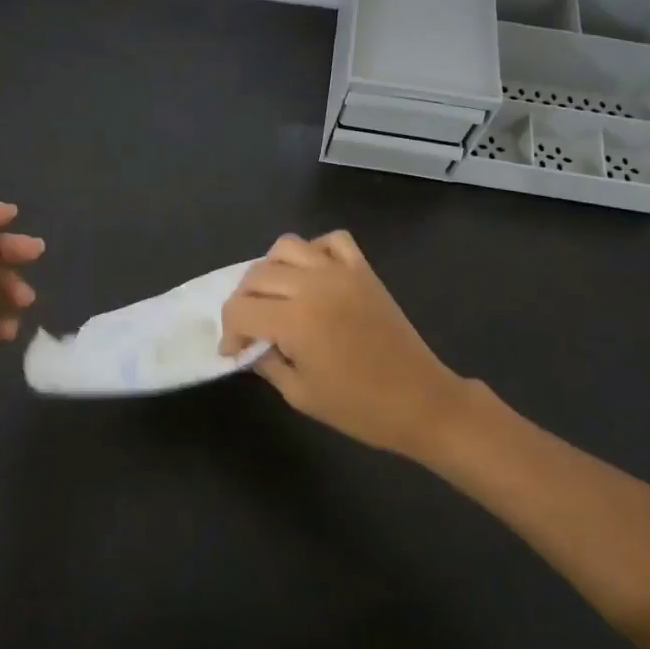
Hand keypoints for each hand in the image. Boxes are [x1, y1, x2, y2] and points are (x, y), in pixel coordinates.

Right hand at [219, 230, 467, 457]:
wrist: (421, 400)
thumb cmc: (359, 408)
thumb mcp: (300, 394)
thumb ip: (268, 364)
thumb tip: (251, 347)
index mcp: (295, 320)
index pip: (239, 309)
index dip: (228, 332)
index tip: (234, 352)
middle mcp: (313, 285)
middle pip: (257, 275)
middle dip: (243, 302)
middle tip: (250, 329)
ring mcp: (341, 272)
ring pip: (287, 246)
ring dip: (270, 270)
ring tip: (276, 297)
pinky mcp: (363, 270)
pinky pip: (332, 240)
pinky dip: (314, 250)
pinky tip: (312, 275)